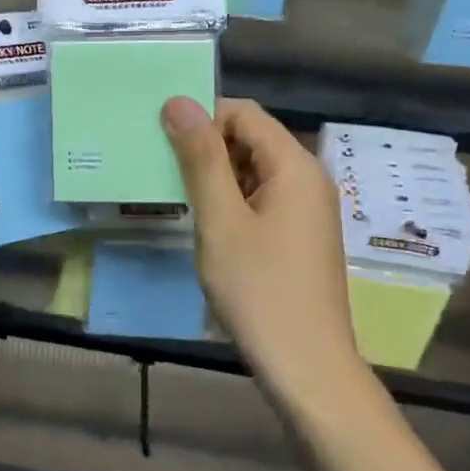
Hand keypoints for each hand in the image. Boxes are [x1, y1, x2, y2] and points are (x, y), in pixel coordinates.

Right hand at [162, 96, 363, 404]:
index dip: (202, 117)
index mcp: (295, 165)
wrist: (308, 369)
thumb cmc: (260, 290)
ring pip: (254, 170)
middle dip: (206, 146)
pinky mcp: (301, 236)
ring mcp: (308, 210)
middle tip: (162, 169)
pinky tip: (206, 225)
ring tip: (177, 196)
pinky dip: (232, 201)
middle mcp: (308, 178)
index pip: (243, 113)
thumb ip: (200, 158)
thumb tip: (179, 101)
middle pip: (251, 139)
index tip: (161, 139)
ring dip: (216, 176)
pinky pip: (263, 199)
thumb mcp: (221, 220)